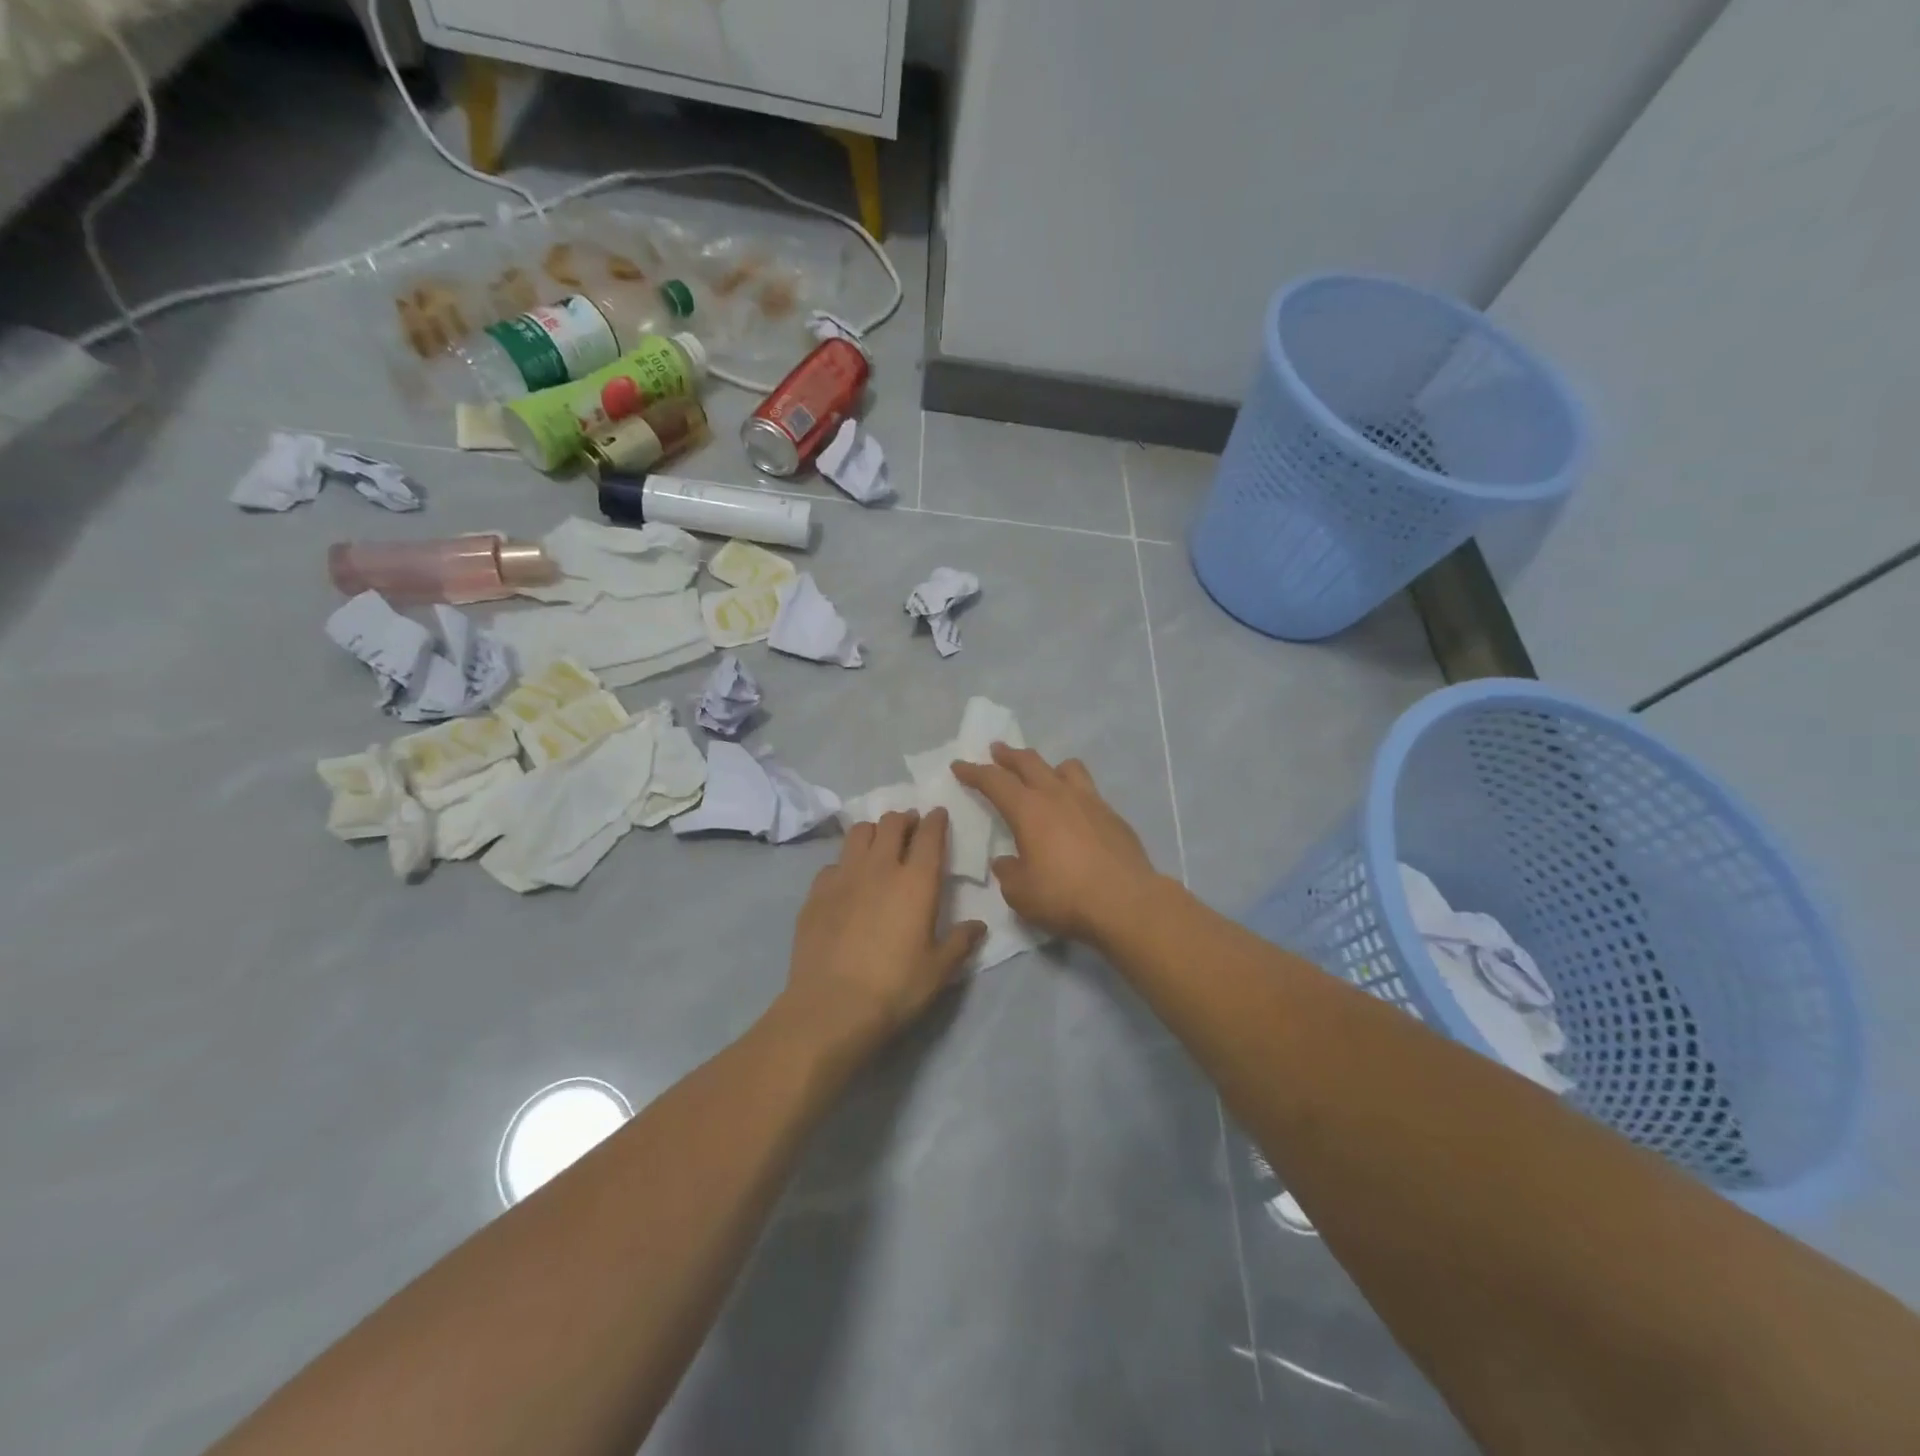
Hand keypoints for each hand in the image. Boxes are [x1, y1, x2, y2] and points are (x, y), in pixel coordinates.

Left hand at [781, 808, 984, 1064]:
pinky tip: (848, 880)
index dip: (936, 820)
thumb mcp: (938, 970)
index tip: (939, 814)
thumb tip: (979, 926)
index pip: (930, 835)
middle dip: (905, 820)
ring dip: (874, 831)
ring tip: (879, 843)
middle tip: (911, 827)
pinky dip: (845, 862)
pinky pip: (833, 863)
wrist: (831, 1007)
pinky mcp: (816, 892)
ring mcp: (844, 876)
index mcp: (917, 881)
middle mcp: (880, 867)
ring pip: (859, 833)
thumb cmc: (895, 988)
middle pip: (892, 824)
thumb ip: (960, 942)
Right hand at [951, 745, 1159, 944]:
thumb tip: (1007, 861)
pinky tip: (1074, 810)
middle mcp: (1058, 795)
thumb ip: (1008, 872)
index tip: (959, 765)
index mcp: (1028, 809)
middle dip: (1008, 755)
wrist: (1126, 902)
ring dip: (1047, 766)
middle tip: (997, 750)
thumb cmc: (1065, 896)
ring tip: (1043, 773)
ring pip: (1066, 768)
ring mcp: (1090, 801)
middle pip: (1029, 762)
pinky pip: (1088, 790)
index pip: (994, 781)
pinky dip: (1074, 791)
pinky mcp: (1113, 815)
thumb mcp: (1021, 893)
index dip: (974, 772)